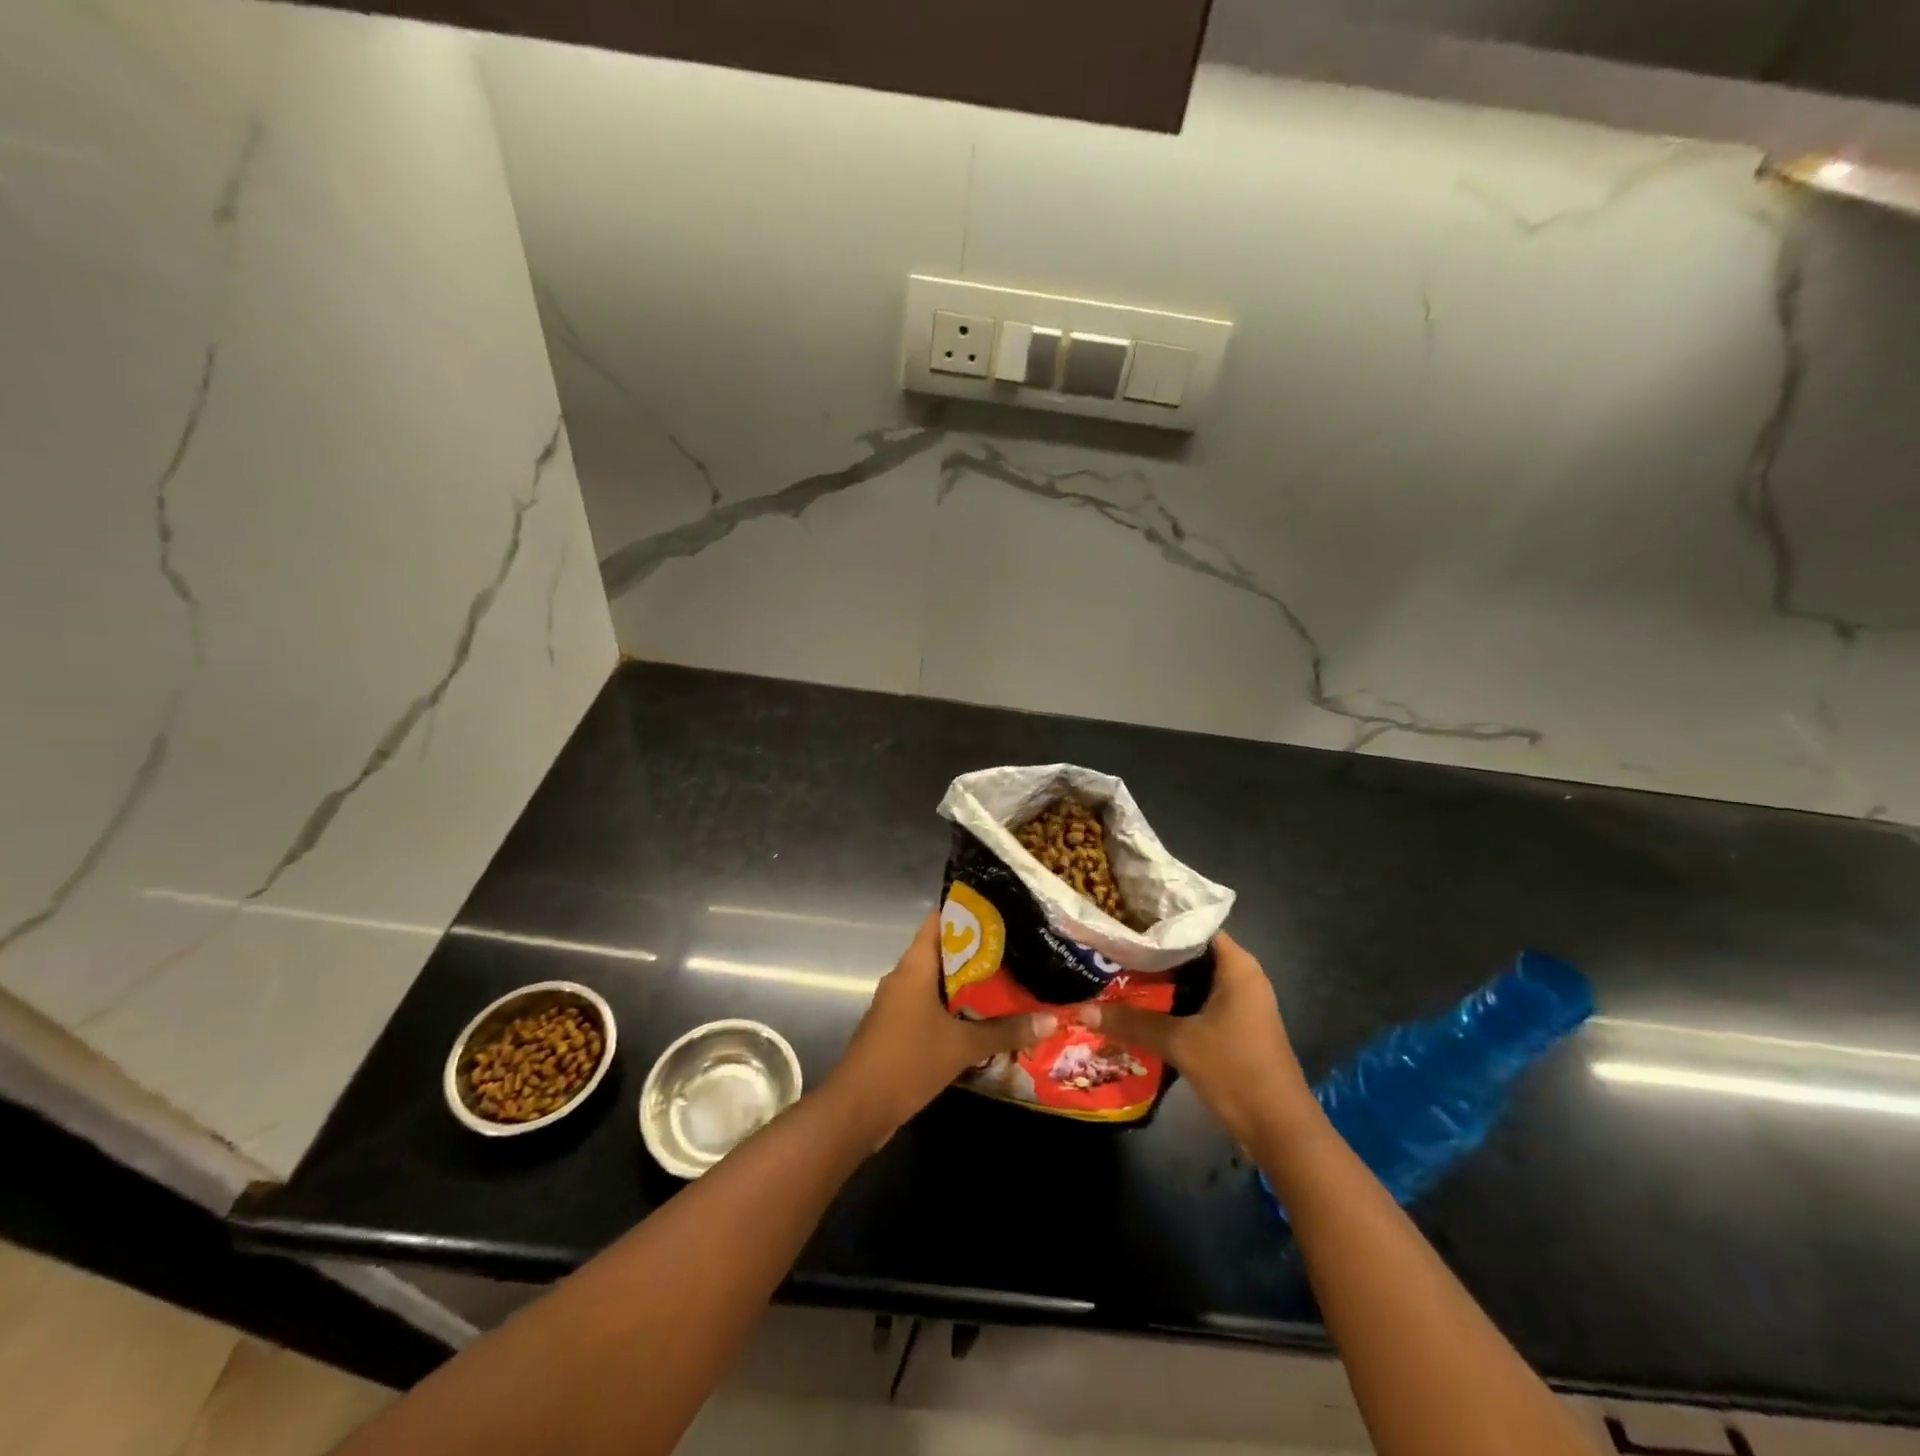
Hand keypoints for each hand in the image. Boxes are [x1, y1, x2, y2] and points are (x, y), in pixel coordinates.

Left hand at [827, 911, 1056, 1141]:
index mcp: (914, 966)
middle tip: (1019, 953)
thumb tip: (1051, 1020)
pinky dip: (955, 1009)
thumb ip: (1006, 1031)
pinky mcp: (898, 1027)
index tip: (1003, 915)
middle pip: (944, 952)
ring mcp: (898, 1003)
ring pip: (938, 982)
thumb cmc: (908, 1061)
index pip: (939, 921)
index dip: (969, 914)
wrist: (858, 1108)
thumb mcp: (962, 1046)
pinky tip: (984, 1020)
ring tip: (1010, 984)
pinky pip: (931, 1006)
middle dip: (979, 954)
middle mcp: (904, 976)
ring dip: (969, 985)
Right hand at [1081, 932, 1313, 1143]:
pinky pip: (1196, 1001)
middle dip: (1152, 951)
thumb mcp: (1179, 1043)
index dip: (1158, 920)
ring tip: (1116, 970)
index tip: (1122, 919)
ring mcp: (1240, 1003)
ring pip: (1192, 979)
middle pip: (1190, 952)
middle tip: (1111, 945)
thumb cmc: (1236, 1071)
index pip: (1193, 924)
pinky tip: (1139, 1006)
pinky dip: (1171, 1001)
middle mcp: (1241, 977)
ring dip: (1159, 979)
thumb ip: (1132, 1022)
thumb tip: (1083, 1009)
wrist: (1280, 1131)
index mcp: (1237, 966)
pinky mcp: (1234, 1027)